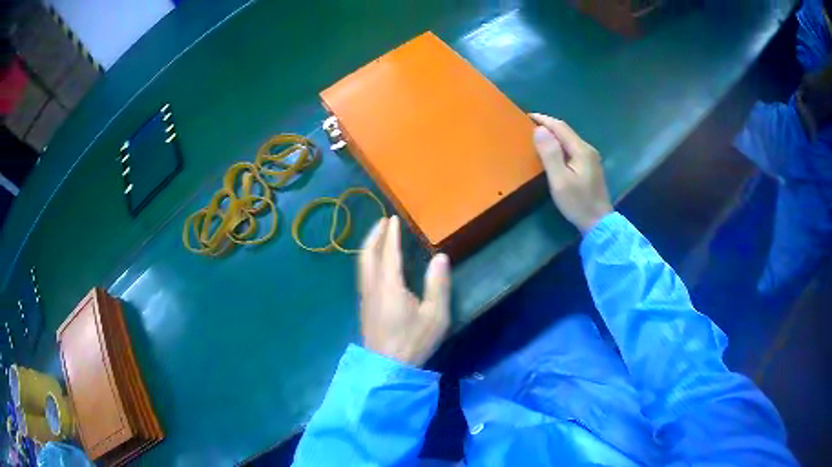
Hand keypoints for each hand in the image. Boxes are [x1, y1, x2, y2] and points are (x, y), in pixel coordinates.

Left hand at [358, 216, 450, 365]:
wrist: (387, 367)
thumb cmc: (414, 341)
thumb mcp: (435, 316)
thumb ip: (438, 285)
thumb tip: (441, 257)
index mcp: (390, 286)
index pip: (389, 253)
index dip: (391, 234)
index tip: (393, 218)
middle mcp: (373, 287)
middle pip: (368, 254)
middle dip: (374, 235)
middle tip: (383, 221)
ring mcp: (366, 297)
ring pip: (362, 264)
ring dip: (369, 246)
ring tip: (378, 237)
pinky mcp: (365, 306)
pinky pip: (363, 273)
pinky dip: (368, 259)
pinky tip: (376, 264)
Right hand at [530, 113, 612, 232]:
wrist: (599, 223)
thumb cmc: (578, 203)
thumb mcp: (560, 180)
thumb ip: (550, 154)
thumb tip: (539, 130)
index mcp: (581, 150)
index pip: (560, 127)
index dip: (543, 120)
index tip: (527, 116)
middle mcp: (587, 149)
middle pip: (566, 131)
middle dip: (548, 125)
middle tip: (529, 125)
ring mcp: (591, 158)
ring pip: (569, 140)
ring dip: (554, 135)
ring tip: (538, 136)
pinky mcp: (590, 167)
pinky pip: (572, 148)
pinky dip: (560, 145)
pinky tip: (553, 151)